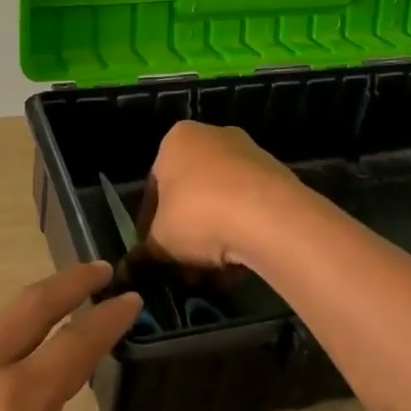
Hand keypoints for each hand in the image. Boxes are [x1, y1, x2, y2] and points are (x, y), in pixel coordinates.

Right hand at [140, 120, 304, 270]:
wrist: (270, 217)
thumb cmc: (199, 214)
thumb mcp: (160, 239)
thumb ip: (145, 252)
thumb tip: (132, 266)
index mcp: (177, 140)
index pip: (155, 185)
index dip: (150, 223)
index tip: (153, 252)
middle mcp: (213, 137)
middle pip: (191, 192)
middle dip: (186, 231)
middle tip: (183, 265)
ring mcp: (249, 154)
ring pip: (222, 202)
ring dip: (214, 236)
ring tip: (212, 273)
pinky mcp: (278, 176)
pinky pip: (250, 209)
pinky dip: (241, 233)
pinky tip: (239, 265)